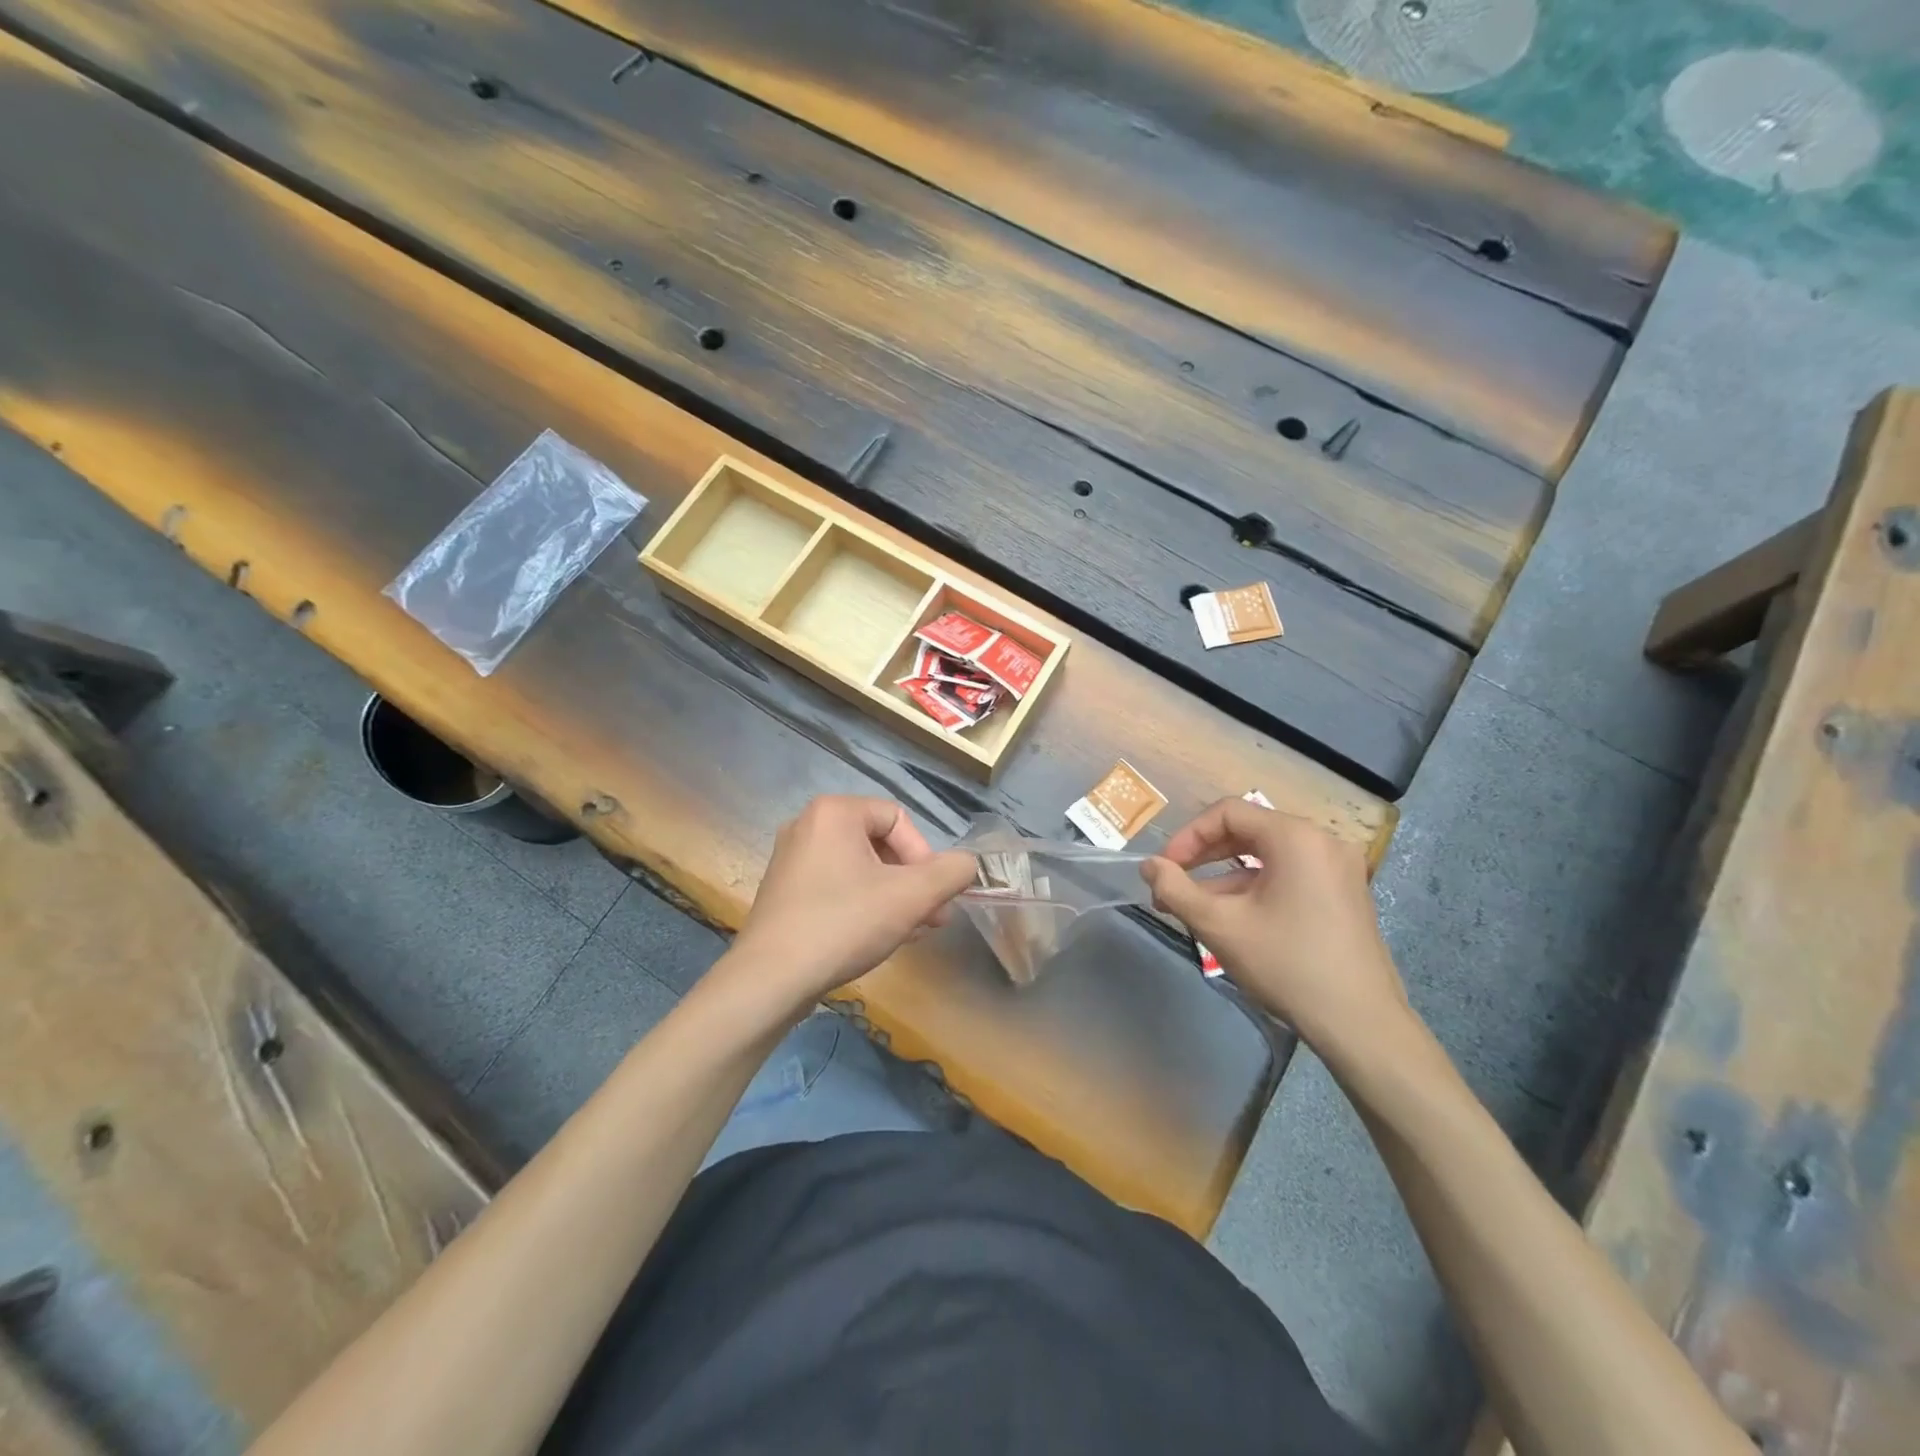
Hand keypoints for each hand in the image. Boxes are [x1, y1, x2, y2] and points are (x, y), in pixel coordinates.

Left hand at [723, 796, 975, 1024]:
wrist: (770, 979)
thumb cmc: (843, 924)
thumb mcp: (911, 897)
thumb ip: (950, 873)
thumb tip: (969, 864)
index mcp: (834, 812)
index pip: (898, 819)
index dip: (924, 857)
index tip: (932, 898)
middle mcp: (807, 825)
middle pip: (879, 843)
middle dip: (911, 881)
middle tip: (929, 919)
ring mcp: (791, 859)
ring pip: (859, 868)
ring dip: (892, 896)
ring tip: (909, 932)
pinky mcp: (783, 890)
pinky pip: (835, 885)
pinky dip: (862, 904)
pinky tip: (875, 938)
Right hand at [1141, 798, 1406, 1047]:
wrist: (1361, 1025)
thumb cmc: (1286, 965)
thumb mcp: (1220, 925)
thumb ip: (1175, 889)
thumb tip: (1148, 866)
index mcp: (1295, 837)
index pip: (1228, 813)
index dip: (1188, 836)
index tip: (1164, 869)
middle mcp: (1322, 841)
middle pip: (1248, 831)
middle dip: (1203, 858)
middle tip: (1172, 889)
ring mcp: (1339, 868)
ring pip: (1267, 857)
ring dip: (1225, 877)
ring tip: (1193, 910)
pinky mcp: (1345, 894)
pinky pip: (1289, 875)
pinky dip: (1256, 889)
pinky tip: (1233, 920)